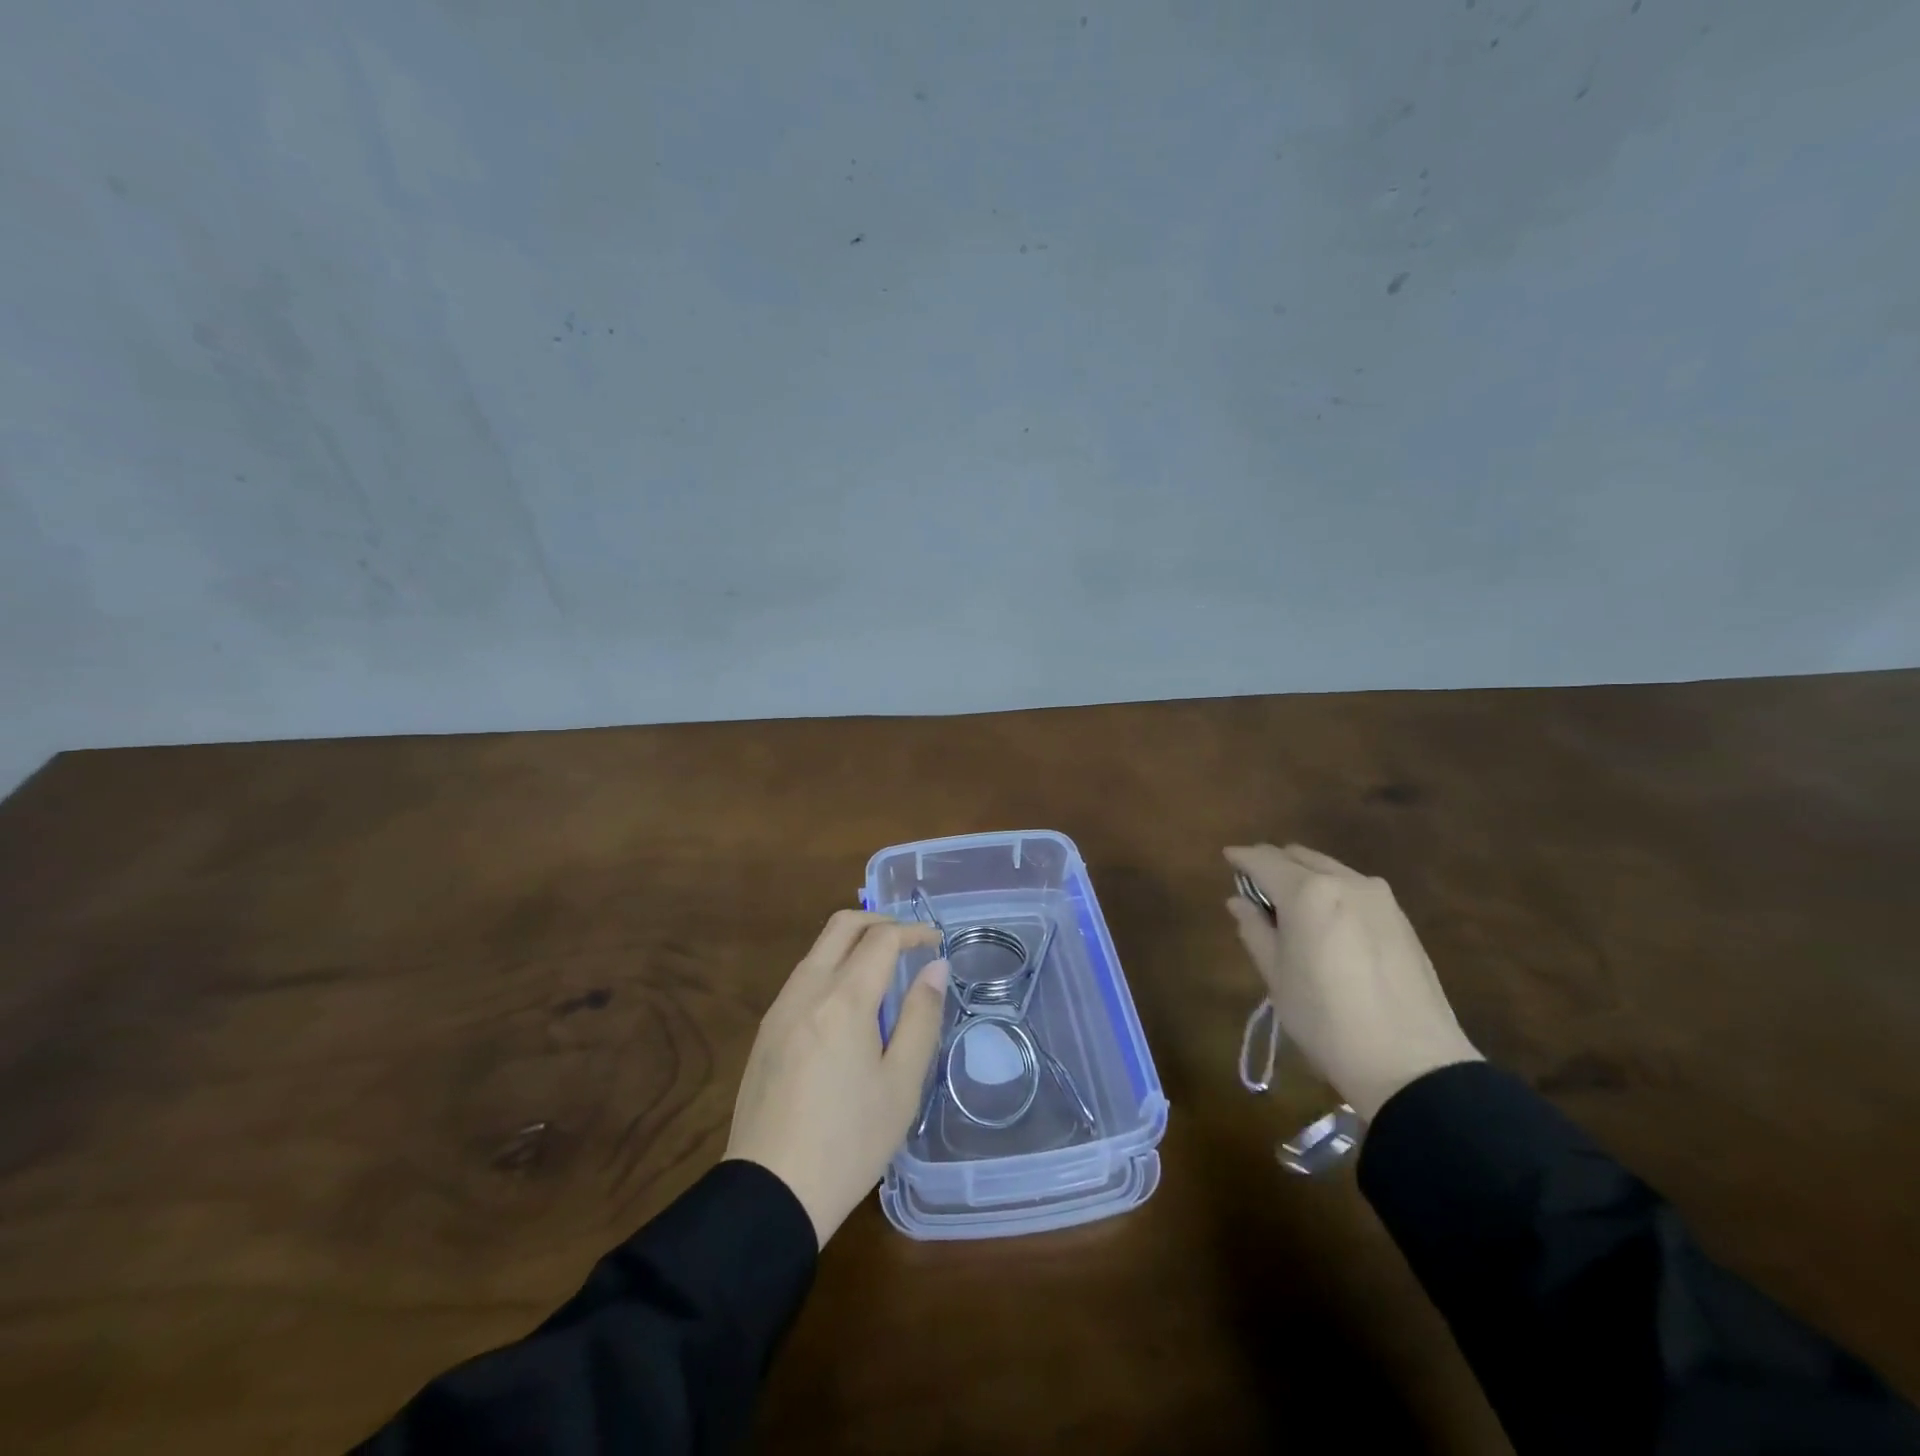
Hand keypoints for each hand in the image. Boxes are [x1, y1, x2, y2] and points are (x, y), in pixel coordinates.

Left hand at [725, 911, 948, 1247]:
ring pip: (818, 949)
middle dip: (880, 921)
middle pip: (842, 926)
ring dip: (853, 943)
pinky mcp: (766, 1031)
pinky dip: (833, 967)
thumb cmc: (850, 1141)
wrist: (770, 1192)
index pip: (881, 939)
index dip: (913, 932)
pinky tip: (850, 1003)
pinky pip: (803, 976)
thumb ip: (921, 1016)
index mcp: (843, 999)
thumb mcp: (901, 1083)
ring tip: (884, 970)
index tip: (936, 941)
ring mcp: (780, 1008)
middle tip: (910, 941)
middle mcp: (806, 990)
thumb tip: (935, 967)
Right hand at [1224, 844, 1481, 1121]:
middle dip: (1273, 865)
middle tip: (1255, 889)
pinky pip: (1354, 887)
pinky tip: (1326, 921)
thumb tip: (1239, 901)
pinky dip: (1331, 891)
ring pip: (1329, 869)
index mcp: (1307, 892)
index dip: (1241, 858)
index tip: (1228, 859)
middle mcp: (1343, 880)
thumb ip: (1254, 929)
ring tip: (1290, 907)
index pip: (1263, 860)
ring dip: (1304, 876)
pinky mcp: (1400, 918)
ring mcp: (1378, 897)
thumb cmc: (1326, 1020)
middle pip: (1298, 857)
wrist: (1412, 1063)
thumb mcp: (1276, 976)